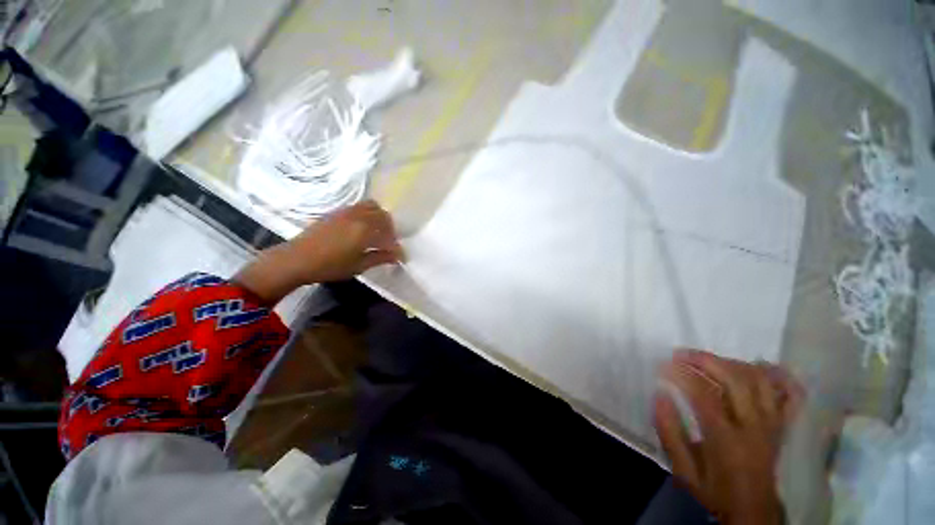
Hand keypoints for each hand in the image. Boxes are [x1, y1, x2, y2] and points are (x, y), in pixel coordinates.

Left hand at [234, 201, 403, 302]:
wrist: (297, 258)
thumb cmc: (330, 266)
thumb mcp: (359, 265)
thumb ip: (380, 258)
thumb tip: (397, 256)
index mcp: (366, 230)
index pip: (389, 235)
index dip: (396, 246)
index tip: (400, 256)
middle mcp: (359, 216)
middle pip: (384, 216)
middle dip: (390, 229)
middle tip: (389, 242)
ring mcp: (347, 211)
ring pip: (372, 207)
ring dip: (380, 218)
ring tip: (377, 233)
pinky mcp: (337, 212)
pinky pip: (359, 207)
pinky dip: (368, 214)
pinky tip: (363, 228)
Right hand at [654, 350, 804, 524]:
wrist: (754, 512)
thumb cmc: (715, 491)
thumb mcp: (683, 470)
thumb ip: (669, 432)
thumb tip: (659, 394)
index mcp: (728, 441)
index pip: (704, 394)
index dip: (681, 374)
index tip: (662, 365)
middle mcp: (755, 427)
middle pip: (736, 380)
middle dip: (705, 360)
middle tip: (681, 354)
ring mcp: (773, 424)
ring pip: (760, 380)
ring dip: (731, 363)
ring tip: (708, 360)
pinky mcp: (783, 425)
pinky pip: (789, 393)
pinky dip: (776, 375)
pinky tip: (758, 365)